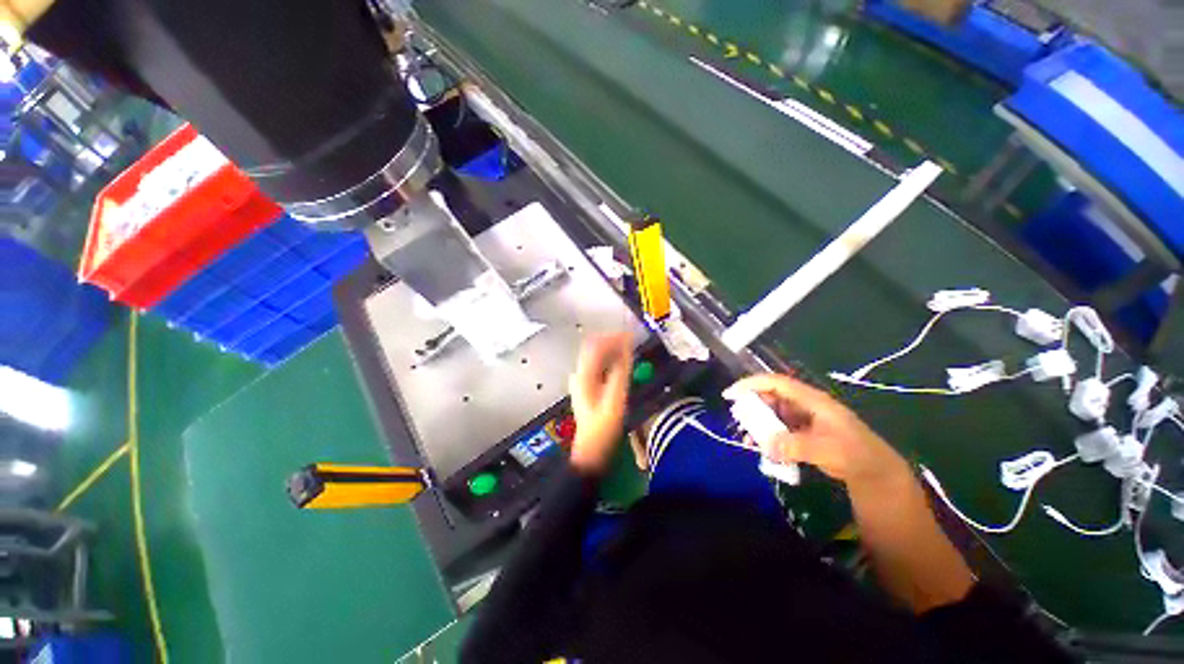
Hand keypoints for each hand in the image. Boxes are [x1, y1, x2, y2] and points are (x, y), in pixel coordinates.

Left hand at [567, 333, 632, 475]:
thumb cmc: (603, 426)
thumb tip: (627, 349)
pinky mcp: (586, 387)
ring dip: (610, 350)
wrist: (592, 449)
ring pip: (594, 357)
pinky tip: (618, 363)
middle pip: (592, 348)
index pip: (595, 346)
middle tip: (629, 340)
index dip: (612, 337)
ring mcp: (580, 381)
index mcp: (584, 375)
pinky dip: (608, 360)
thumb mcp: (616, 398)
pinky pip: (596, 366)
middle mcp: (579, 374)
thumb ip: (621, 371)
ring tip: (627, 348)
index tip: (628, 335)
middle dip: (611, 341)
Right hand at [725, 374, 907, 487]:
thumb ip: (795, 446)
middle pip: (770, 396)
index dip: (752, 384)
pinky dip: (766, 435)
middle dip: (751, 405)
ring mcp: (801, 418)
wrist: (872, 471)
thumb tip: (765, 445)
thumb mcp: (825, 449)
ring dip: (757, 423)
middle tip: (737, 419)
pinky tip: (760, 447)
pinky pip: (777, 428)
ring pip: (771, 413)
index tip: (731, 394)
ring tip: (747, 438)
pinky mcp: (801, 431)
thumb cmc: (853, 453)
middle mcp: (802, 404)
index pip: (776, 383)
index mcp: (810, 399)